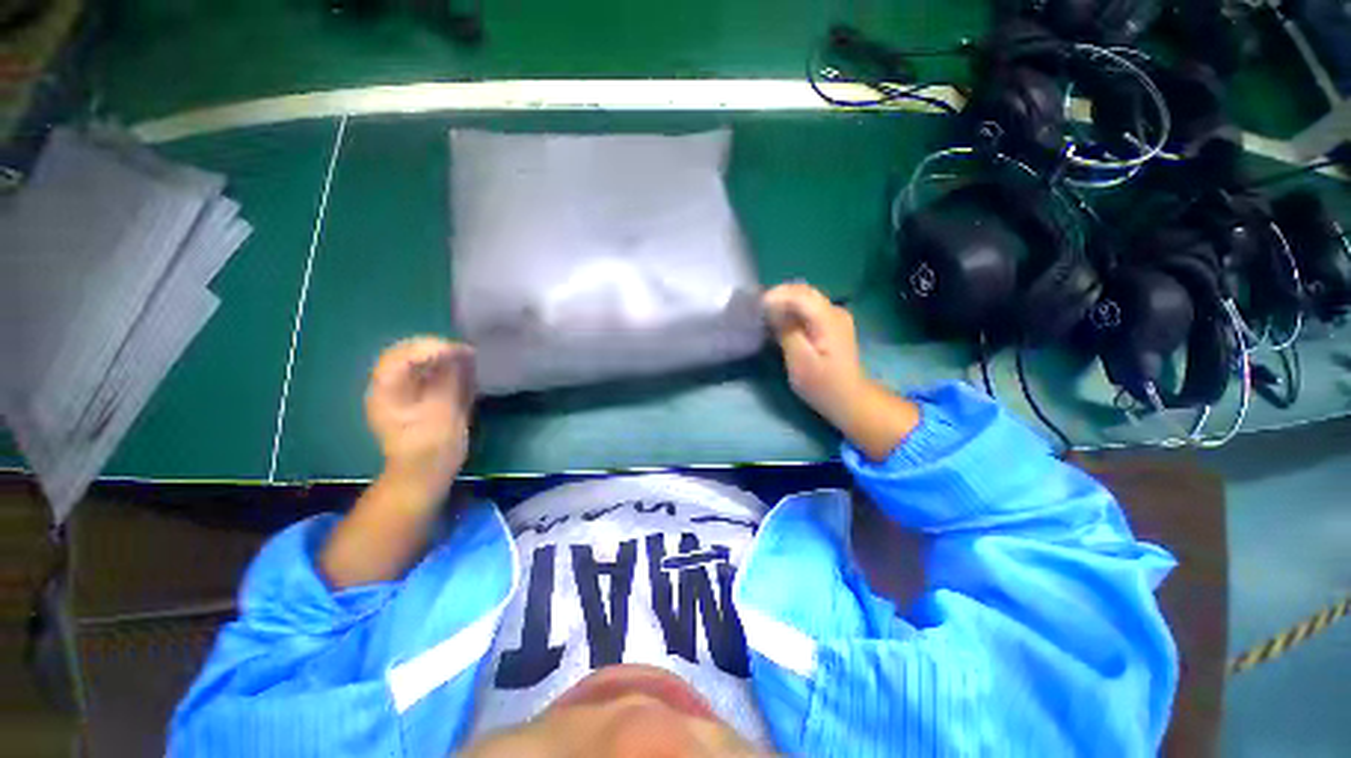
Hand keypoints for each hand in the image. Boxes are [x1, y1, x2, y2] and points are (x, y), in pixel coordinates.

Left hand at [365, 337, 475, 501]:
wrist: (425, 475)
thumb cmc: (431, 448)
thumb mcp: (442, 413)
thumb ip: (447, 380)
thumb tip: (458, 354)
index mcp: (386, 390)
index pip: (401, 355)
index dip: (430, 347)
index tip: (458, 350)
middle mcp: (389, 387)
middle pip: (408, 354)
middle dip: (437, 349)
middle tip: (465, 351)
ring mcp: (401, 393)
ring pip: (417, 362)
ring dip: (442, 357)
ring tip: (467, 358)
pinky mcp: (416, 400)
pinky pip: (427, 374)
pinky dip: (445, 369)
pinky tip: (462, 371)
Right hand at [763, 283, 919, 460]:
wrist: (849, 399)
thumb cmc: (823, 385)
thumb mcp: (800, 361)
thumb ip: (787, 332)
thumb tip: (773, 310)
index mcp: (828, 319)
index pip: (800, 294)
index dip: (776, 296)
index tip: (756, 309)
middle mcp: (835, 310)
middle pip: (803, 291)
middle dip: (778, 296)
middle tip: (757, 311)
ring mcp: (835, 316)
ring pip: (805, 298)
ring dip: (784, 302)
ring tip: (765, 315)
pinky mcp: (831, 323)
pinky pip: (808, 308)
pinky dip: (791, 311)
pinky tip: (780, 322)